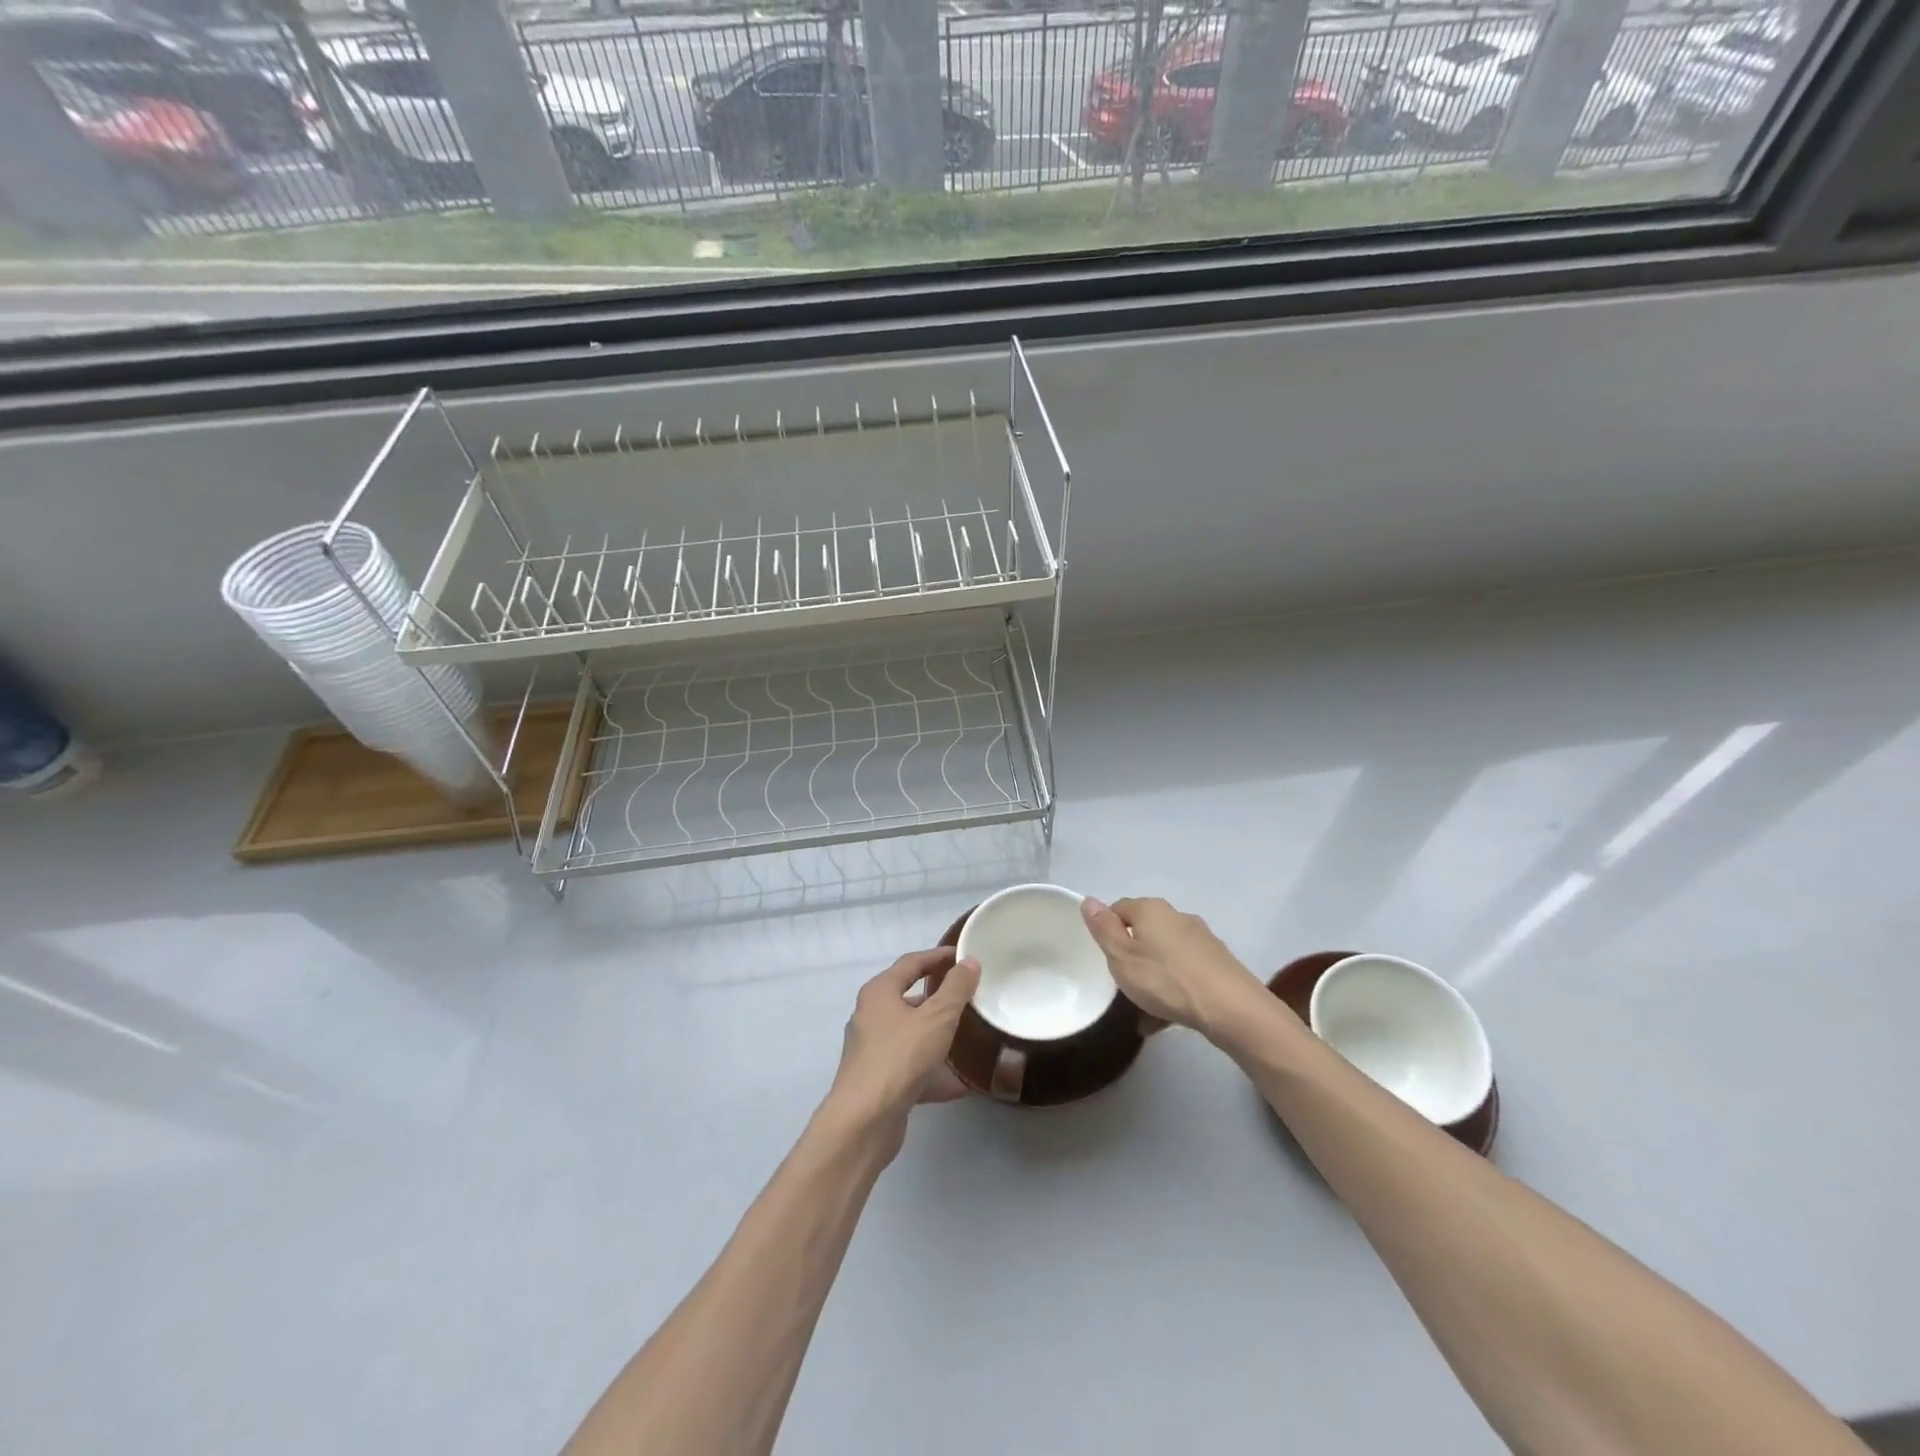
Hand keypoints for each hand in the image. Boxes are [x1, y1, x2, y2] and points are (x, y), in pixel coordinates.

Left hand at [826, 948, 979, 1151]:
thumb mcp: (937, 1018)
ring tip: (966, 1037)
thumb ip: (956, 989)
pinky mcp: (877, 1081)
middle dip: (936, 997)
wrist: (865, 1121)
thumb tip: (969, 962)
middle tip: (966, 995)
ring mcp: (871, 1051)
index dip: (937, 956)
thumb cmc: (901, 1057)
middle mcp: (870, 1016)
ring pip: (909, 1035)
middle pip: (907, 998)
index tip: (961, 955)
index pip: (911, 963)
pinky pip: (910, 1068)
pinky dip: (932, 1073)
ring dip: (935, 1036)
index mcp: (879, 993)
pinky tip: (959, 1085)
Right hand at [1081, 896, 1263, 1036]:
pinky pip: (1184, 973)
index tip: (1104, 957)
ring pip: (1165, 955)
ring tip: (1142, 1010)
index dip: (1107, 930)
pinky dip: (1173, 990)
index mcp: (1151, 910)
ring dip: (1152, 976)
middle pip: (1144, 931)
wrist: (1232, 1008)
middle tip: (1122, 982)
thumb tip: (1089, 900)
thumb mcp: (1121, 957)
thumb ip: (1103, 929)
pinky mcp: (1218, 963)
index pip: (1119, 908)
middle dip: (1132, 955)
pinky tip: (1165, 1020)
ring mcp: (1201, 940)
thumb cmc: (1166, 979)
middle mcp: (1177, 917)